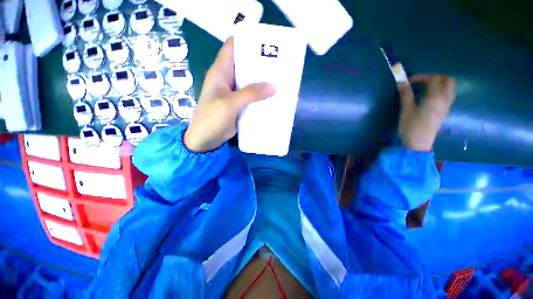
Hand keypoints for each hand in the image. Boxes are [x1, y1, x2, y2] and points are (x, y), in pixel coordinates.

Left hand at [184, 38, 275, 151]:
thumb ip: (250, 93)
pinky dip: (262, 95)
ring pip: (251, 81)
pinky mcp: (239, 105)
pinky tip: (273, 96)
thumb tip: (274, 85)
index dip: (247, 39)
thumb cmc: (212, 119)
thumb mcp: (229, 104)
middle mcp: (228, 79)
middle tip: (280, 61)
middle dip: (261, 61)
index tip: (266, 39)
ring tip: (281, 77)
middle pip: (245, 64)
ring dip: (263, 80)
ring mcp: (234, 93)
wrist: (206, 140)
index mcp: (220, 72)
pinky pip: (252, 96)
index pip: (232, 46)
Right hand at [395, 64, 456, 151]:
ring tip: (427, 87)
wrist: (418, 143)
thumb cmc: (411, 126)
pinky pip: (449, 94)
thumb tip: (401, 82)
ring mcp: (447, 105)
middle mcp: (445, 98)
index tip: (409, 81)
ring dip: (440, 83)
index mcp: (435, 97)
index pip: (434, 78)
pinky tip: (430, 95)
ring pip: (451, 87)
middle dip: (435, 76)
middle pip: (448, 79)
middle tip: (422, 81)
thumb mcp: (406, 109)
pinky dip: (442, 90)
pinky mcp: (445, 111)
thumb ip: (405, 94)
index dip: (421, 76)